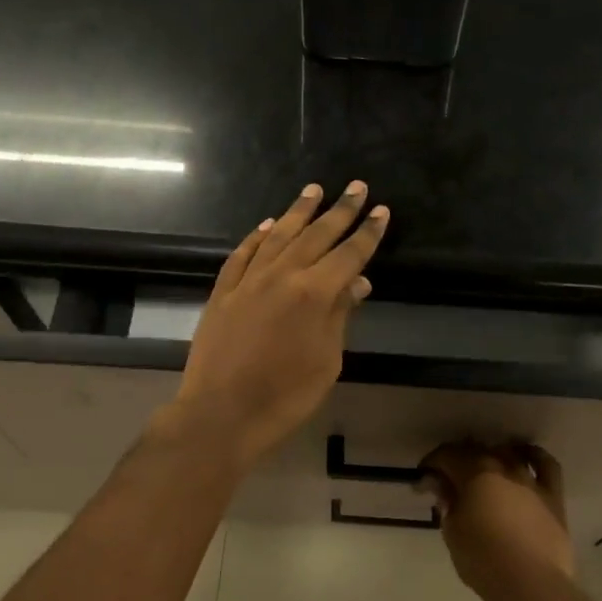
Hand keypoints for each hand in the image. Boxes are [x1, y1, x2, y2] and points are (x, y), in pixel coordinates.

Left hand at [165, 181, 387, 470]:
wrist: (221, 414)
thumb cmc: (285, 396)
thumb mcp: (326, 361)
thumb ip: (340, 316)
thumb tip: (358, 282)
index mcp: (313, 294)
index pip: (348, 254)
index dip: (367, 232)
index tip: (380, 210)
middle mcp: (281, 276)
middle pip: (315, 235)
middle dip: (339, 210)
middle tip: (355, 186)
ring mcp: (248, 282)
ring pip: (277, 236)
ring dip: (297, 212)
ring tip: (313, 190)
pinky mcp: (223, 293)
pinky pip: (242, 255)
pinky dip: (256, 237)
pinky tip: (266, 226)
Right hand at [420, 441, 574, 600]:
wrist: (533, 585)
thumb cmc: (483, 561)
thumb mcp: (453, 533)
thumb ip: (447, 503)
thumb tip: (441, 486)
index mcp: (473, 474)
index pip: (446, 456)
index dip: (431, 466)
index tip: (423, 483)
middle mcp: (502, 467)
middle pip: (475, 451)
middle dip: (456, 461)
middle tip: (446, 481)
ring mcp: (530, 479)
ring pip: (507, 453)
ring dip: (490, 456)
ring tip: (482, 470)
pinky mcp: (553, 495)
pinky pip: (546, 464)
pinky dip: (533, 455)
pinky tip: (524, 457)